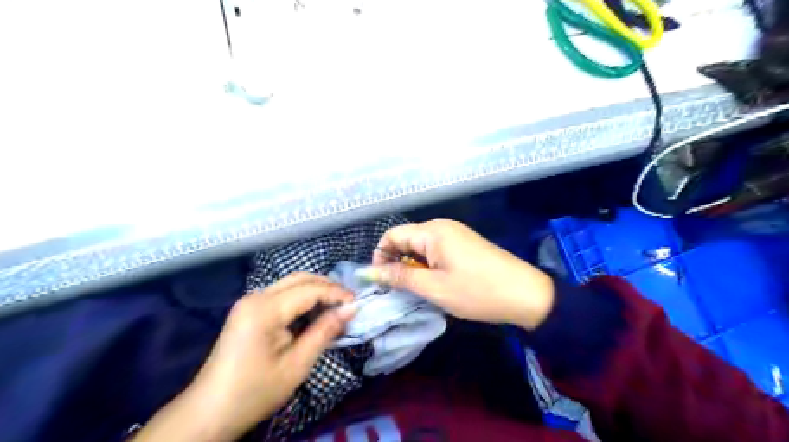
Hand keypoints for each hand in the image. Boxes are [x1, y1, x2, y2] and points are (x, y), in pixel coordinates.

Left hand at [133, 272, 355, 441]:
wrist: (209, 412)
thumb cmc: (255, 392)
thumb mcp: (297, 364)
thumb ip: (325, 331)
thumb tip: (351, 309)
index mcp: (265, 309)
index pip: (310, 289)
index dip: (337, 293)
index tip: (358, 304)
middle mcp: (256, 296)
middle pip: (300, 278)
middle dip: (327, 287)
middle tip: (348, 304)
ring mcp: (249, 302)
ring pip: (291, 284)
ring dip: (315, 292)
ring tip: (335, 309)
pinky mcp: (248, 310)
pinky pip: (282, 295)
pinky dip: (302, 300)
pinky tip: (313, 314)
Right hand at [361, 220, 553, 328]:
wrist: (526, 294)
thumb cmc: (477, 291)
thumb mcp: (434, 288)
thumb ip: (400, 277)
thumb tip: (369, 273)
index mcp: (432, 231)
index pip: (392, 235)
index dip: (380, 256)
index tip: (381, 281)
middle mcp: (442, 226)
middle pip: (406, 238)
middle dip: (397, 261)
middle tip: (401, 289)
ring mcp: (456, 233)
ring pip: (421, 245)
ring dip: (413, 265)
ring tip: (420, 288)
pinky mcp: (464, 243)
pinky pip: (436, 249)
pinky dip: (428, 264)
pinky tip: (437, 281)